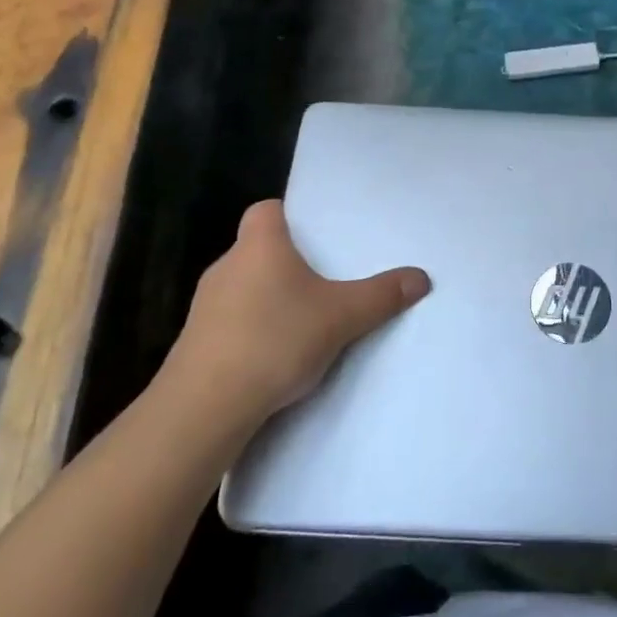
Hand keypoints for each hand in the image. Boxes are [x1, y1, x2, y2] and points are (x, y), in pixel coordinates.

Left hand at [158, 200, 429, 427]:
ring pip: (243, 287)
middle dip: (287, 262)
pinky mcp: (194, 343)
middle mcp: (226, 266)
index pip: (266, 209)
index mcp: (259, 245)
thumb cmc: (275, 340)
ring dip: (268, 299)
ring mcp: (204, 305)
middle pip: (257, 249)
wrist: (205, 407)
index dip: (288, 216)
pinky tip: (273, 357)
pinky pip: (229, 323)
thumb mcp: (341, 317)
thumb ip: (382, 296)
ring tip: (303, 321)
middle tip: (323, 279)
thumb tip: (421, 277)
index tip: (314, 234)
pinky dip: (251, 331)